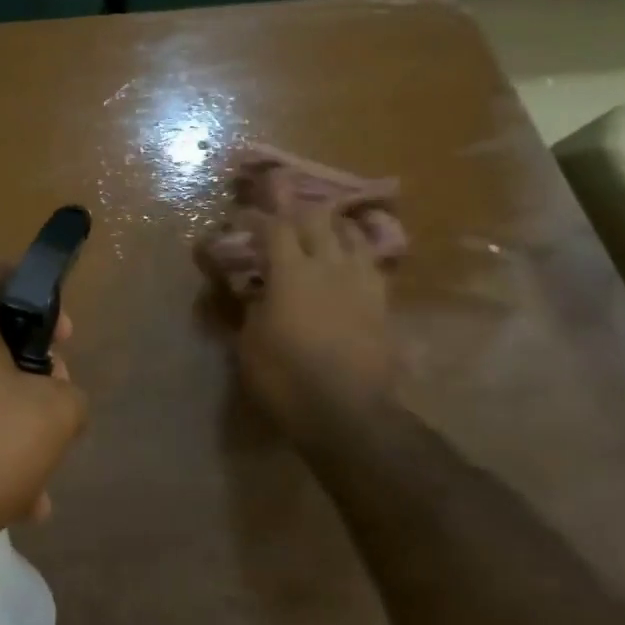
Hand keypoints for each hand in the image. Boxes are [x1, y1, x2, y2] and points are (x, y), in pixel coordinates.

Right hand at [236, 206, 396, 443]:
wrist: (348, 412)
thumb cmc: (287, 379)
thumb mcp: (250, 345)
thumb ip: (250, 309)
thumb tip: (252, 291)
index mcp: (291, 272)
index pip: (274, 228)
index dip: (257, 218)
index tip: (242, 217)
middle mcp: (328, 265)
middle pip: (316, 219)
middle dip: (296, 212)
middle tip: (282, 217)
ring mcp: (360, 281)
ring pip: (350, 234)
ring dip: (331, 226)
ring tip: (321, 229)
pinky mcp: (381, 301)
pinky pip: (371, 262)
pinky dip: (357, 251)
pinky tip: (350, 259)